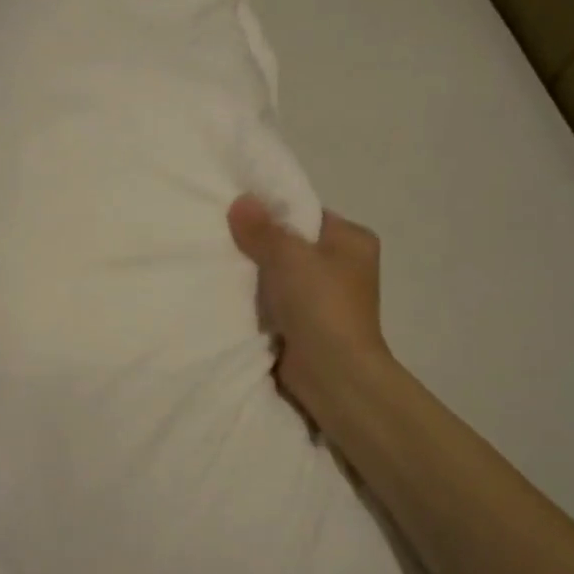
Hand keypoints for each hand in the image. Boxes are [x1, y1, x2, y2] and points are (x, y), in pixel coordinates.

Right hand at [228, 195, 391, 431]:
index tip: (237, 213)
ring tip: (220, 264)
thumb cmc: (320, 304)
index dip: (273, 211)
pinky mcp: (308, 325)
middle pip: (292, 245)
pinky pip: (276, 303)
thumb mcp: (288, 255)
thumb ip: (262, 228)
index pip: (306, 214)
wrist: (332, 373)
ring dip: (256, 277)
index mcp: (352, 240)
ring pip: (281, 276)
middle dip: (260, 245)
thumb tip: (241, 200)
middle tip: (222, 237)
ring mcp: (326, 299)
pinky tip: (230, 297)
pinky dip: (257, 302)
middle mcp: (344, 266)